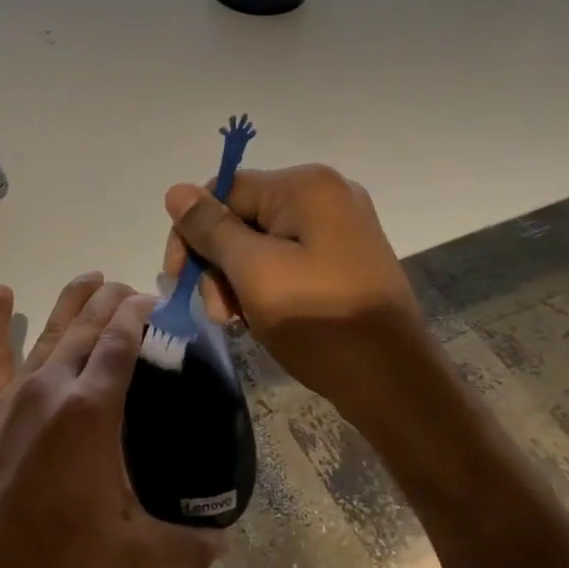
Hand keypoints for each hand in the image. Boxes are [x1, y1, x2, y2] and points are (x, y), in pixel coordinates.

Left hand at [0, 275, 225, 567]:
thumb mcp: (132, 559)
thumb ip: (187, 548)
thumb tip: (228, 545)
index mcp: (90, 410)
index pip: (120, 341)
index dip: (139, 313)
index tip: (157, 299)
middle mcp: (52, 388)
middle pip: (87, 326)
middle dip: (112, 301)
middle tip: (134, 289)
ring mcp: (14, 396)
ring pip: (49, 331)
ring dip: (73, 301)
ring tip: (93, 277)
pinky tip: (1, 292)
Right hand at [163, 165, 431, 416]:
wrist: (392, 381)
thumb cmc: (317, 320)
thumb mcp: (253, 272)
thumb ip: (210, 229)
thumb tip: (175, 191)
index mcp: (306, 186)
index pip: (223, 190)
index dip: (192, 232)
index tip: (178, 279)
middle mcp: (326, 195)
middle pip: (242, 216)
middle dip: (217, 262)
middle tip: (215, 311)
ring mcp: (339, 227)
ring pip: (261, 242)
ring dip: (237, 278)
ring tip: (236, 320)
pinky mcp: (344, 258)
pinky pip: (287, 258)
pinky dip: (264, 284)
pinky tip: (258, 317)